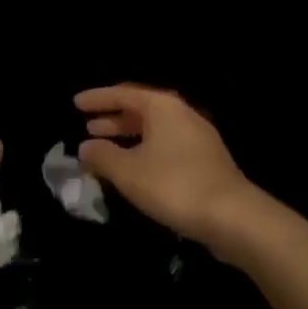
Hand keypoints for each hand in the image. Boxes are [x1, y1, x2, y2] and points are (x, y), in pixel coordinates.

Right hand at [76, 86, 264, 252]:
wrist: (232, 215)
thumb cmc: (175, 184)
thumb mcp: (130, 172)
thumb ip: (103, 156)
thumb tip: (85, 146)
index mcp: (162, 106)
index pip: (123, 93)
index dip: (98, 98)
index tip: (75, 103)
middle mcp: (180, 113)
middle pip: (140, 109)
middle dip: (112, 118)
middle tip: (87, 126)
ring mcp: (195, 136)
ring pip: (153, 129)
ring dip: (127, 137)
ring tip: (103, 148)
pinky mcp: (204, 160)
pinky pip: (164, 145)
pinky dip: (143, 150)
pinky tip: (133, 169)